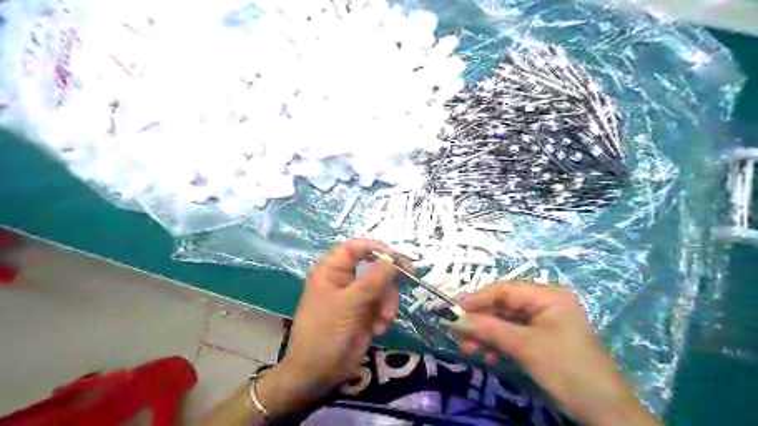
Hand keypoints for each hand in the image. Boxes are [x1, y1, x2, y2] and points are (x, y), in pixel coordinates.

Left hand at [257, 241, 398, 416]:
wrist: (317, 373)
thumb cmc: (325, 333)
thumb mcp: (349, 304)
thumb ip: (372, 280)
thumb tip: (392, 259)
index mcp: (332, 270)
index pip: (355, 247)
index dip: (376, 248)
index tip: (396, 258)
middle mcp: (345, 279)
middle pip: (374, 266)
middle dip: (388, 280)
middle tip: (409, 278)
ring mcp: (356, 297)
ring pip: (383, 286)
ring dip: (388, 302)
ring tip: (384, 320)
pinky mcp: (365, 313)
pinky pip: (383, 304)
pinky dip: (385, 315)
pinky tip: (379, 329)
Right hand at [452, 282, 660, 425]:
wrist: (602, 410)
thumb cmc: (565, 368)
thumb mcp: (524, 346)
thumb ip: (489, 330)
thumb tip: (456, 321)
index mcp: (548, 296)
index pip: (506, 290)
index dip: (479, 298)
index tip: (456, 309)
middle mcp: (545, 304)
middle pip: (504, 306)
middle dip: (481, 321)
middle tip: (459, 333)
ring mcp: (544, 322)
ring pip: (506, 321)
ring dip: (487, 334)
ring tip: (469, 348)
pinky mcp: (541, 339)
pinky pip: (514, 335)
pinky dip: (499, 343)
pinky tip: (487, 355)